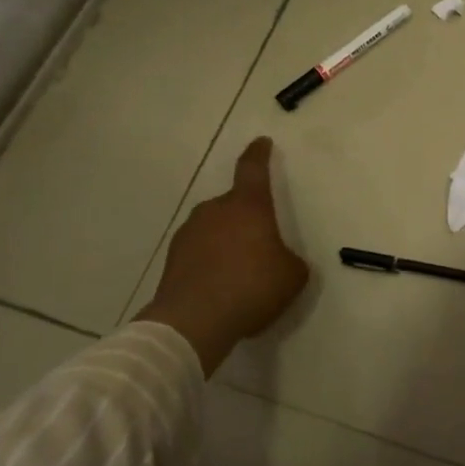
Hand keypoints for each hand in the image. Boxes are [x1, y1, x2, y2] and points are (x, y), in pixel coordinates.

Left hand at [136, 138, 308, 372]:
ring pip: (214, 229)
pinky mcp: (172, 259)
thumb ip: (290, 260)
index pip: (253, 168)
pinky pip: (199, 253)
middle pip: (234, 204)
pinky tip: (219, 289)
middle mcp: (215, 210)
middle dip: (246, 219)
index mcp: (248, 205)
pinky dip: (209, 263)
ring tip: (239, 273)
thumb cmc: (251, 287)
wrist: (193, 323)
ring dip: (226, 242)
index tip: (262, 142)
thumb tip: (281, 260)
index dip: (259, 154)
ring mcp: (189, 233)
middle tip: (259, 244)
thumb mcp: (292, 276)